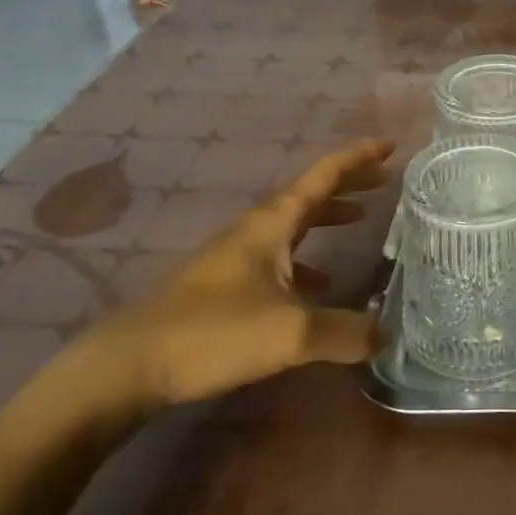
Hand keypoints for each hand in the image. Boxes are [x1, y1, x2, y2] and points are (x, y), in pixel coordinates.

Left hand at [73, 139, 395, 414]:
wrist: (126, 367)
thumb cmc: (212, 333)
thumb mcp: (290, 334)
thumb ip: (345, 332)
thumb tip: (386, 336)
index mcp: (271, 225)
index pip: (321, 177)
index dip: (357, 159)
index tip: (389, 146)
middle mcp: (254, 232)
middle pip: (309, 195)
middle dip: (347, 183)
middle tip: (385, 181)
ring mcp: (235, 258)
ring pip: (293, 225)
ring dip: (327, 217)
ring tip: (361, 220)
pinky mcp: (224, 287)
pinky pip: (279, 257)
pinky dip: (308, 259)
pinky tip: (321, 286)